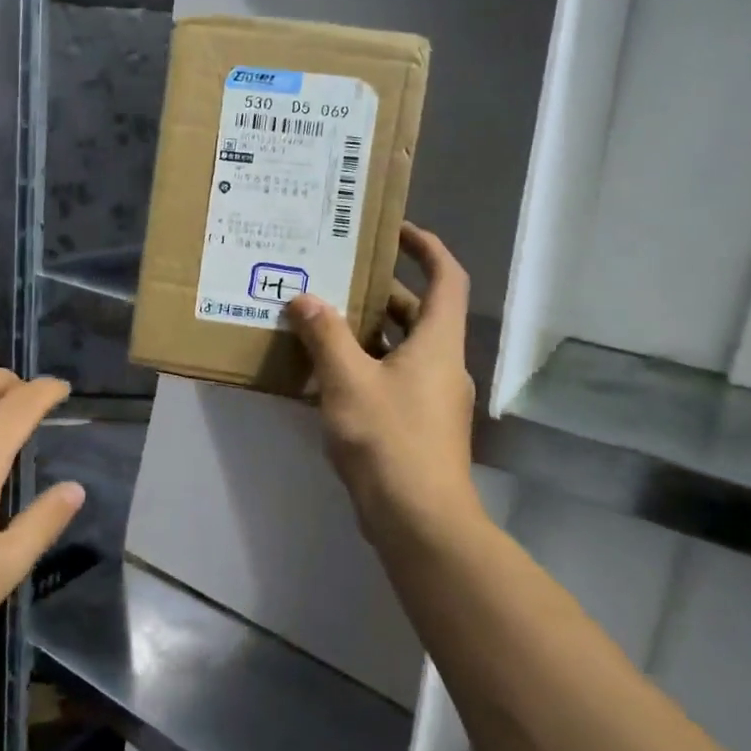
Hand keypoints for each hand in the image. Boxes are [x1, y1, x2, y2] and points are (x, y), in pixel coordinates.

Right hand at [286, 223, 482, 553]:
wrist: (419, 519)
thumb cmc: (388, 439)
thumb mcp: (347, 380)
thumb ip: (324, 335)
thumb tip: (304, 298)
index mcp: (438, 342)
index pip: (447, 277)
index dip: (426, 248)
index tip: (394, 231)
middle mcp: (442, 364)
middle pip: (418, 313)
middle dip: (379, 292)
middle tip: (335, 277)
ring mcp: (432, 398)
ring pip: (400, 349)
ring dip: (365, 332)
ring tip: (319, 319)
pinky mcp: (416, 426)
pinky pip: (390, 380)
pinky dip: (363, 367)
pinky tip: (323, 375)